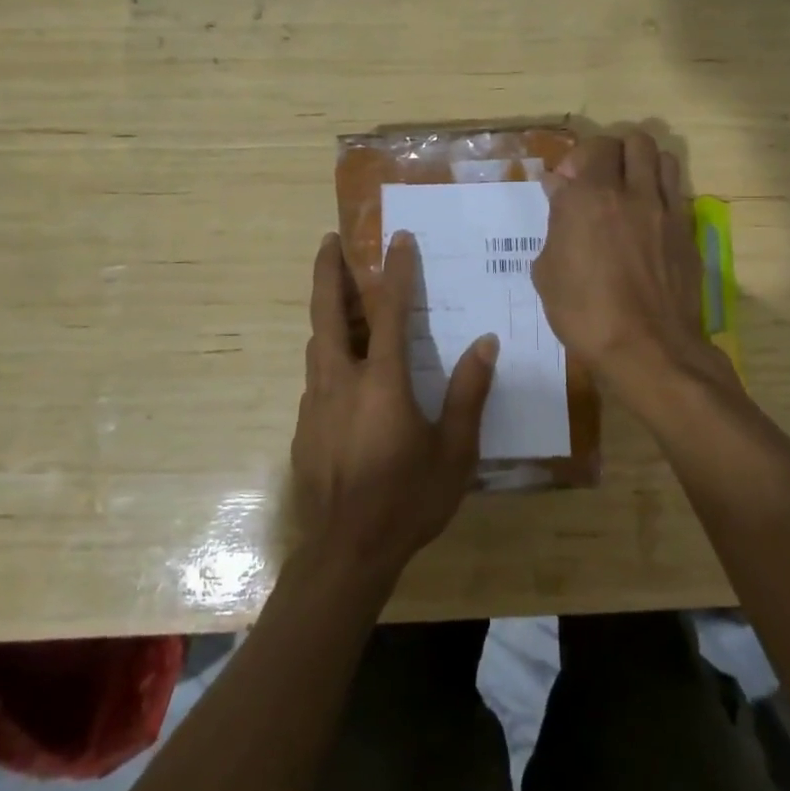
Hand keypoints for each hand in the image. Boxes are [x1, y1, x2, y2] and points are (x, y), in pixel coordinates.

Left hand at [291, 231, 497, 580]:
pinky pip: (316, 376)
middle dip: (328, 272)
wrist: (346, 552)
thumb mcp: (454, 452)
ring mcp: (315, 404)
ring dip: (326, 312)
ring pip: (317, 343)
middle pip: (328, 313)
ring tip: (338, 295)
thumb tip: (485, 343)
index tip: (397, 238)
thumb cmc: (408, 500)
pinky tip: (343, 370)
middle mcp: (341, 380)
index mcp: (381, 381)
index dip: (396, 270)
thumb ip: (469, 394)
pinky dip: (328, 355)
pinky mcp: (304, 427)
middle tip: (328, 241)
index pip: (389, 311)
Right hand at [532, 132, 720, 397]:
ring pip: (663, 158)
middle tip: (599, 180)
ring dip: (644, 164)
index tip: (565, 185)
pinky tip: (647, 220)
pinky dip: (661, 192)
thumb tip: (559, 191)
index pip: (592, 146)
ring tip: (629, 190)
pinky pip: (677, 193)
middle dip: (613, 152)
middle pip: (634, 141)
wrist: (647, 348)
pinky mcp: (687, 232)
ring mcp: (666, 211)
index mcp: (590, 197)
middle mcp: (632, 192)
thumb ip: (555, 223)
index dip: (577, 159)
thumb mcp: (548, 271)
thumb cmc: (584, 312)